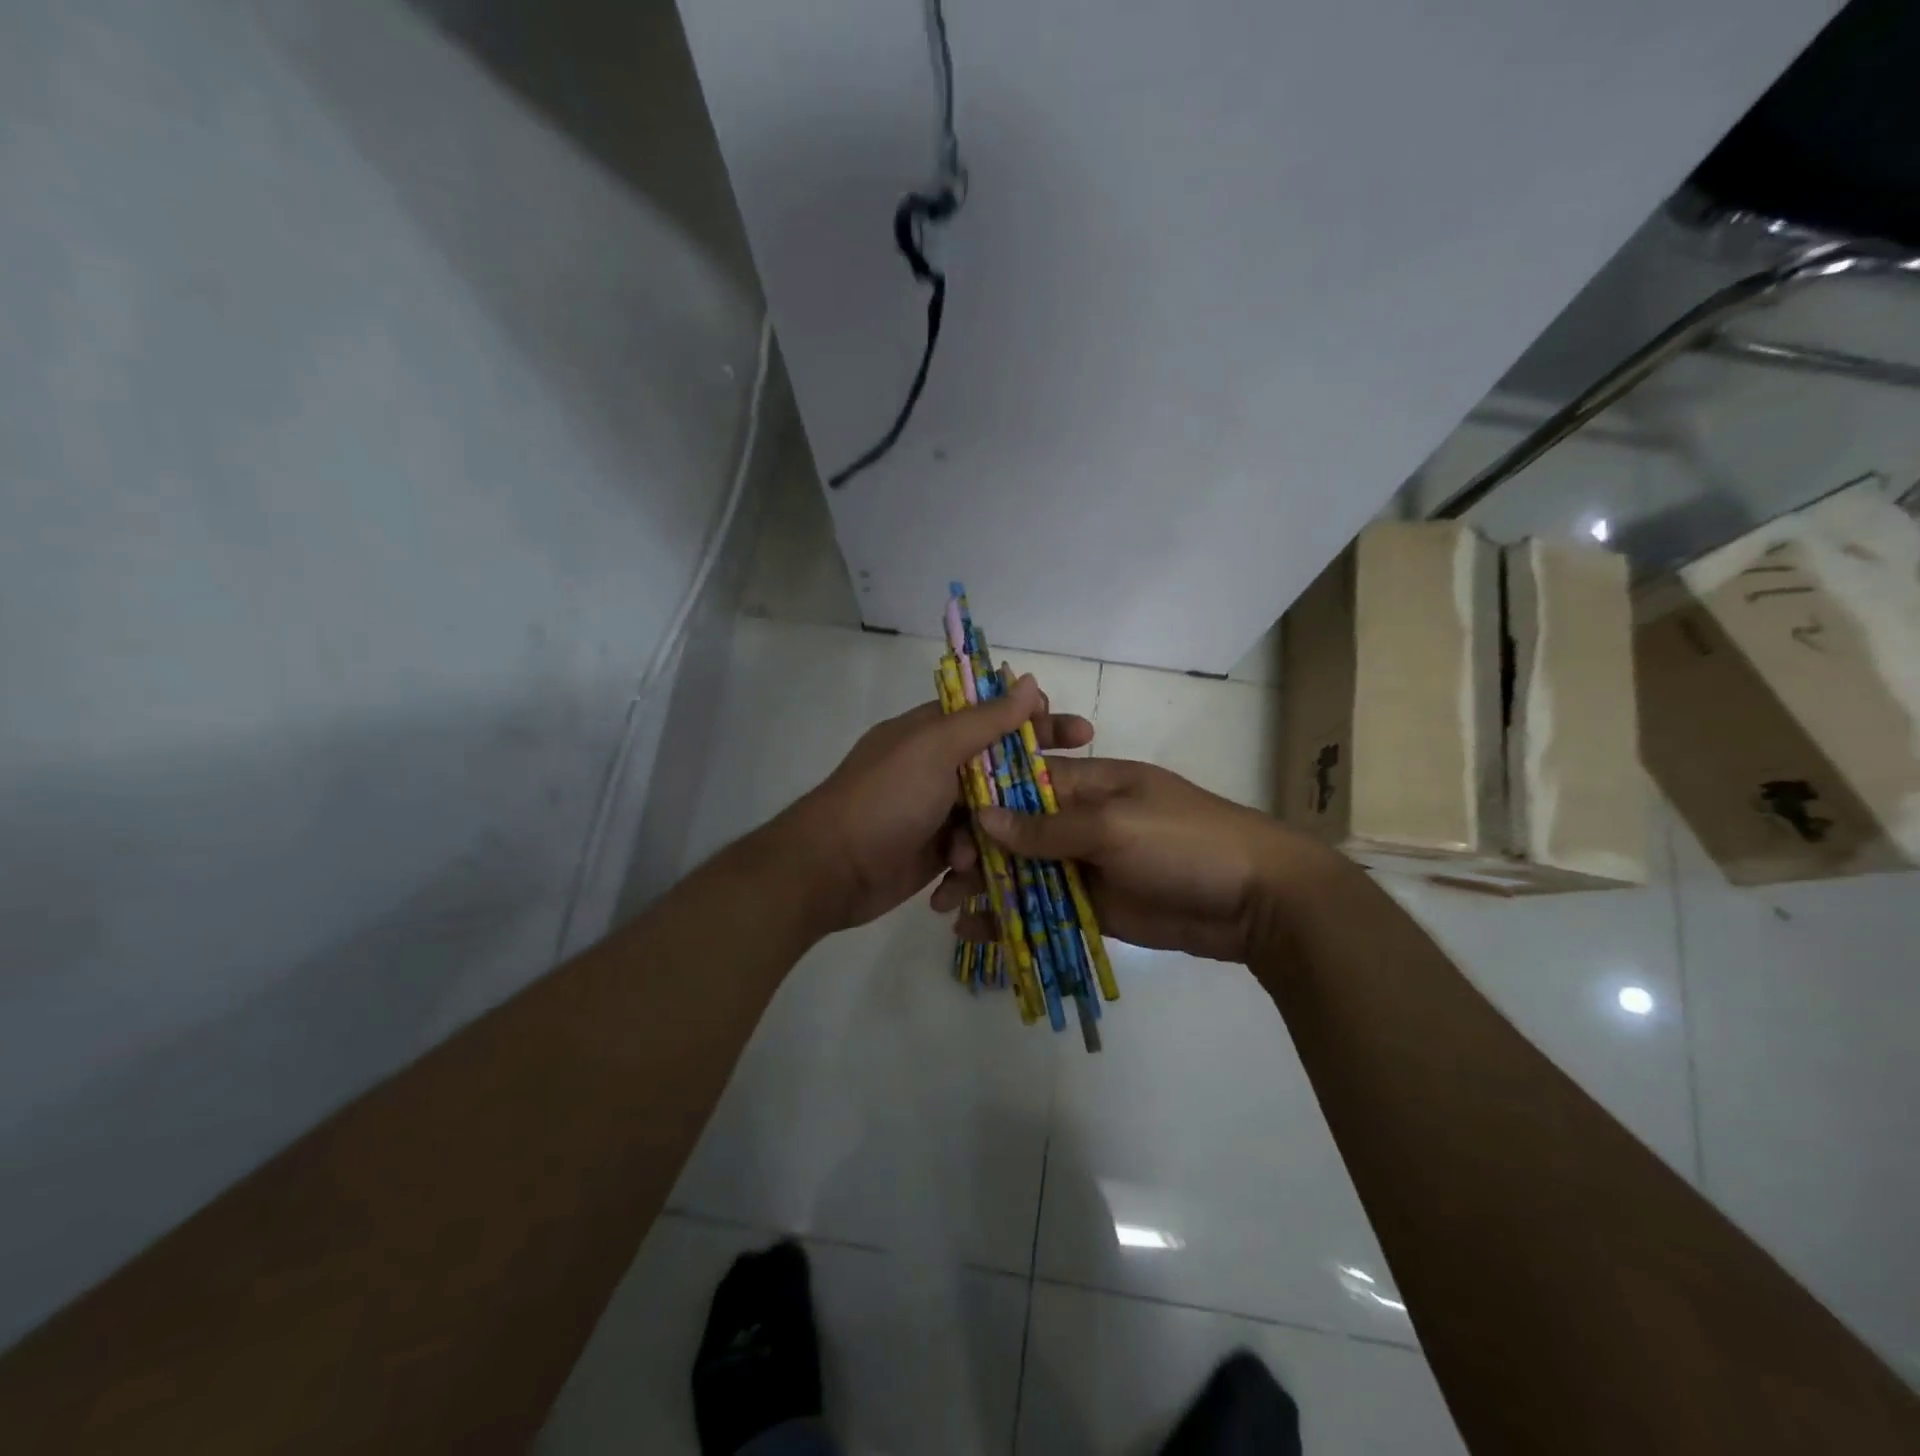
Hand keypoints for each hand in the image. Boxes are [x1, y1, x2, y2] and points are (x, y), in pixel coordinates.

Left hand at [783, 674, 1095, 932]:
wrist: (830, 870)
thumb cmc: (884, 799)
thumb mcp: (935, 749)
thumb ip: (985, 719)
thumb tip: (1028, 680)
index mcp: (932, 731)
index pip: (994, 714)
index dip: (1035, 719)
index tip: (1075, 730)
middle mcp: (937, 766)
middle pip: (1000, 764)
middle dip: (1034, 778)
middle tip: (1080, 785)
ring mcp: (936, 809)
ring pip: (993, 811)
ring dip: (999, 827)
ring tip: (989, 845)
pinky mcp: (936, 850)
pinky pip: (975, 847)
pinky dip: (975, 857)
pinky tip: (964, 869)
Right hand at [932, 757, 1332, 963]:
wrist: (1258, 901)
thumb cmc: (1186, 842)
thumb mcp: (1116, 825)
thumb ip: (1049, 827)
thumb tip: (985, 817)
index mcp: (1090, 784)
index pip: (1023, 784)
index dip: (982, 802)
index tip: (944, 827)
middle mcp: (1082, 821)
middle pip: (1017, 832)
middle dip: (978, 852)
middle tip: (946, 880)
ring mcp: (1089, 866)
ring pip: (1026, 873)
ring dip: (988, 888)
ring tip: (948, 910)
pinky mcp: (1096, 906)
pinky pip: (1046, 908)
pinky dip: (1013, 918)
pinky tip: (978, 933)